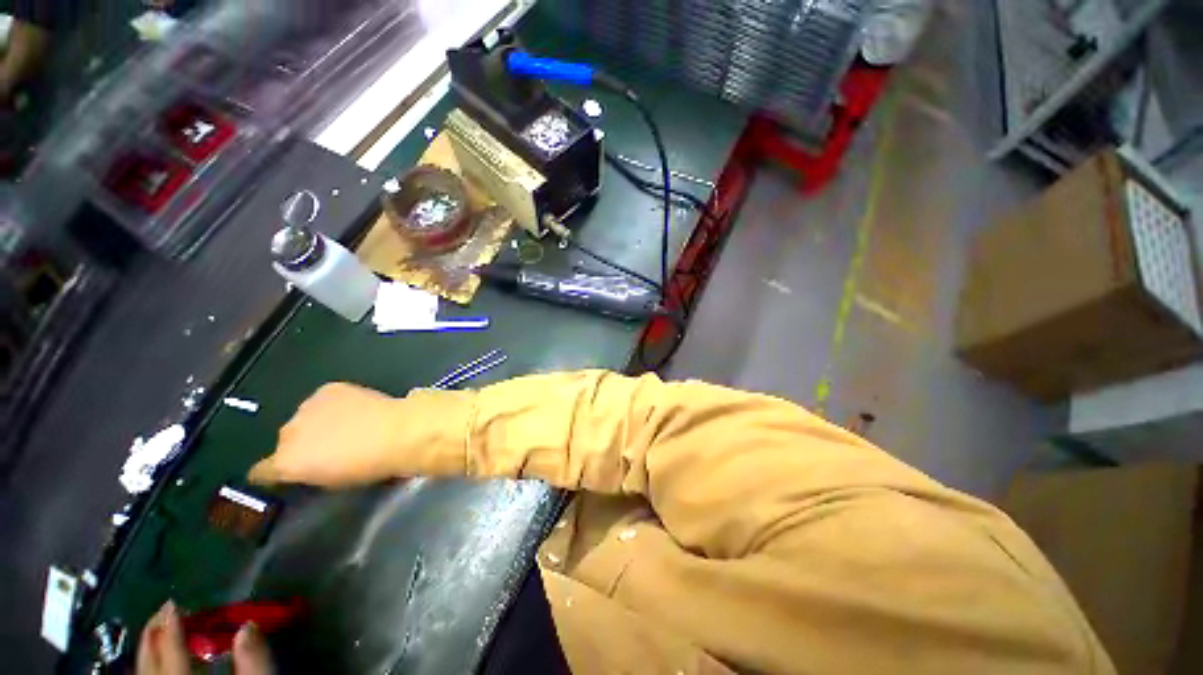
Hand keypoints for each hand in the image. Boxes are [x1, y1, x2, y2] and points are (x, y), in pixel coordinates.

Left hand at [137, 600, 274, 673]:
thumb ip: (255, 660)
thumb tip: (249, 624)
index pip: (174, 652)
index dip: (172, 628)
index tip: (173, 603)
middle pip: (150, 661)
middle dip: (154, 634)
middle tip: (163, 609)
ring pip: (143, 671)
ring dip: (149, 648)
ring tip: (157, 628)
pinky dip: (149, 663)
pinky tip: (156, 656)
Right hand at [249, 382, 405, 486]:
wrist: (398, 431)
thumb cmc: (370, 465)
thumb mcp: (333, 482)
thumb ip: (310, 473)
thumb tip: (308, 466)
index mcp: (286, 463)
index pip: (261, 471)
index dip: (272, 473)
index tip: (281, 474)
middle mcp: (287, 433)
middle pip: (285, 440)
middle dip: (301, 444)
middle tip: (327, 446)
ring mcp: (306, 407)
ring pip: (303, 417)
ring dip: (316, 422)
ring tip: (345, 424)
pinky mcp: (328, 389)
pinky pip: (323, 399)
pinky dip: (334, 404)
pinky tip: (354, 408)